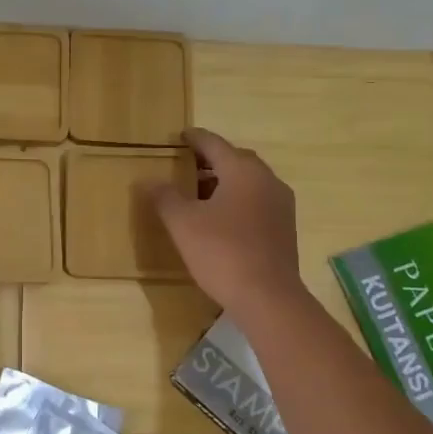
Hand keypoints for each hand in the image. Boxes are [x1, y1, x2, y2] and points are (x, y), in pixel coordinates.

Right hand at [147, 128, 302, 317]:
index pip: (214, 144)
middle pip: (236, 160)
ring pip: (249, 182)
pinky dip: (237, 200)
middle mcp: (267, 180)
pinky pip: (257, 202)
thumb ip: (164, 197)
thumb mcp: (183, 223)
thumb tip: (148, 180)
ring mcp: (281, 205)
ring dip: (225, 182)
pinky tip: (221, 219)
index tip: (180, 136)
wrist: (268, 297)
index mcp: (243, 171)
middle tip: (187, 166)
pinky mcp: (285, 228)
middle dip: (211, 160)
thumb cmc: (222, 252)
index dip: (194, 139)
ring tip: (199, 194)